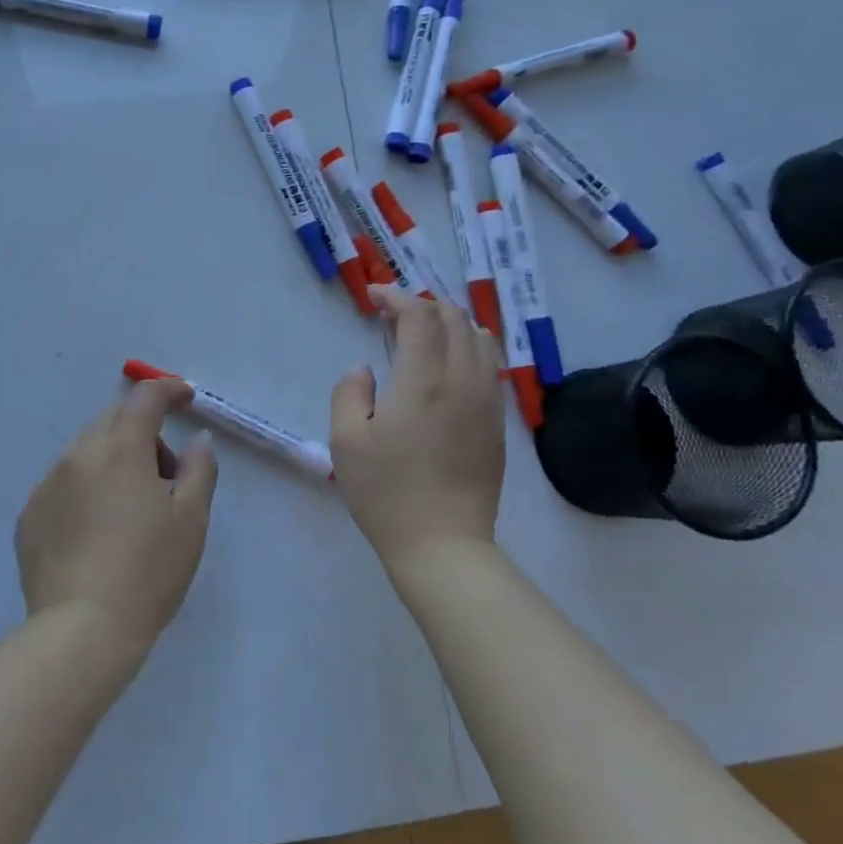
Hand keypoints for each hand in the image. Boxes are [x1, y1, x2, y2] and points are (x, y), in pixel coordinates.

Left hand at [17, 378, 218, 659]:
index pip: (145, 398)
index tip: (186, 399)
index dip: (169, 389)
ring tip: (129, 508)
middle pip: (113, 420)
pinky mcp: (29, 515)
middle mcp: (78, 454)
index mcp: (121, 449)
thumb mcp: (191, 520)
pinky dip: (85, 488)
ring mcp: (47, 484)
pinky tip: (96, 531)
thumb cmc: (148, 571)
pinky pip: (63, 483)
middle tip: (164, 474)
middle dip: (142, 431)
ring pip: (86, 451)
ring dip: (112, 460)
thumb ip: (200, 469)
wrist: (81, 632)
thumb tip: (197, 440)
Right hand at [330, 287, 504, 574]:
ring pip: (480, 339)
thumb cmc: (387, 493)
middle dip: (424, 304)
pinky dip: (471, 347)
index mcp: (423, 381)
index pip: (419, 316)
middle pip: (454, 319)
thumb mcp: (346, 441)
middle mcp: (462, 381)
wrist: (443, 546)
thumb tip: (365, 368)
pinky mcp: (496, 424)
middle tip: (394, 313)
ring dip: (451, 322)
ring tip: (425, 330)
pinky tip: (452, 361)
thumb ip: (349, 392)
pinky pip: (490, 366)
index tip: (374, 297)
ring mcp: (486, 403)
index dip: (397, 297)